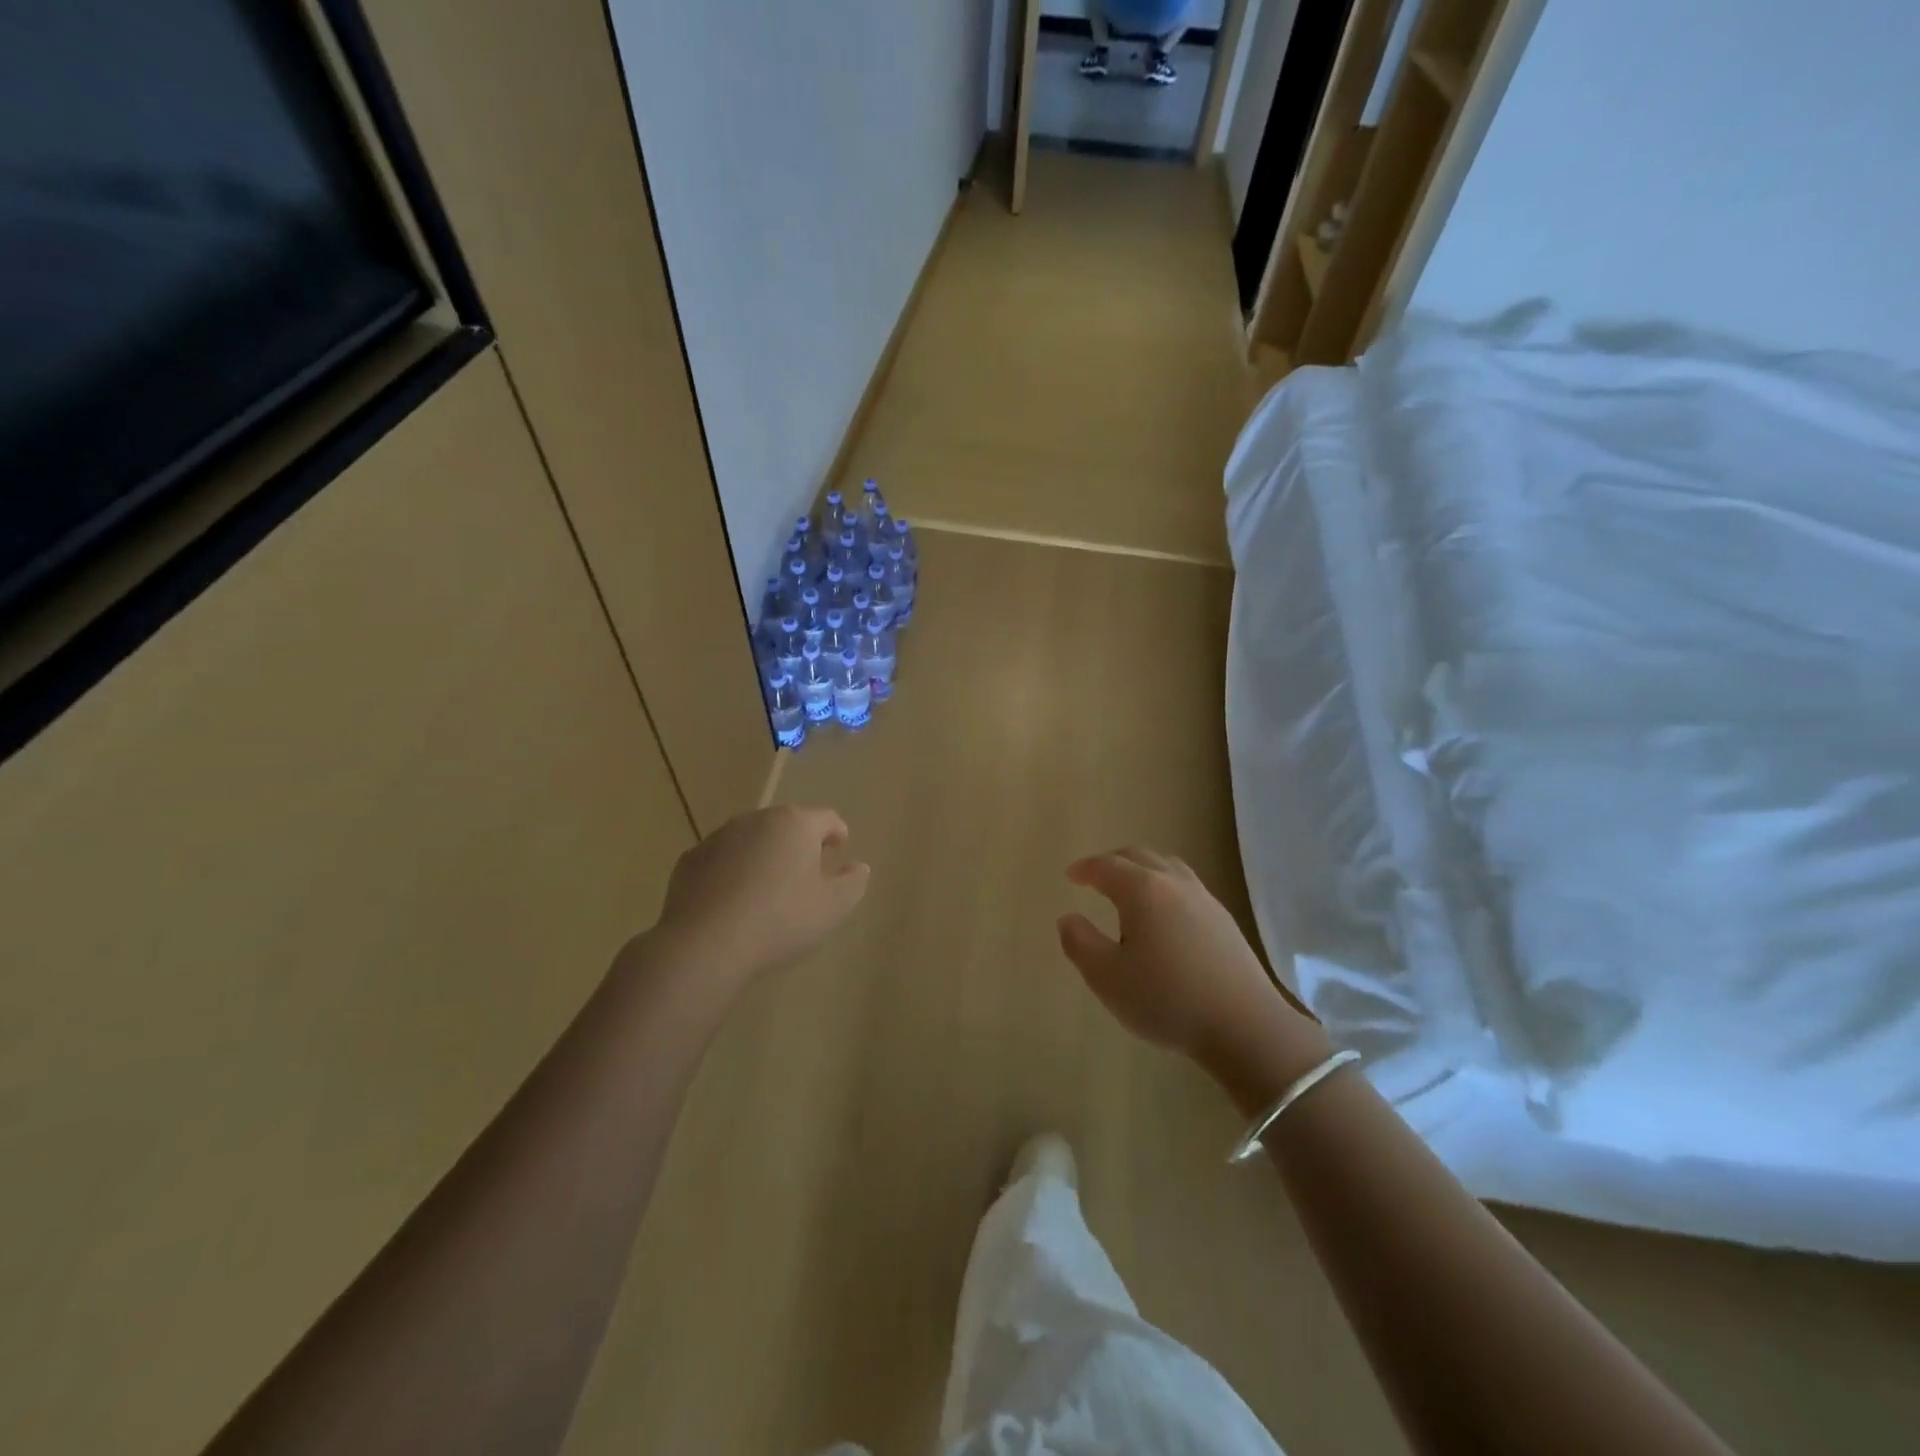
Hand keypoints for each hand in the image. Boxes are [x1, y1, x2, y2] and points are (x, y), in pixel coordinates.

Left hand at [653, 805, 869, 988]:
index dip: (837, 832)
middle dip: (799, 842)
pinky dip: (732, 872)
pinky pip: (721, 860)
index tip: (840, 847)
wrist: (705, 944)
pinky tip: (733, 901)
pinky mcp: (690, 861)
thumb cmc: (780, 920)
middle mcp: (756, 820)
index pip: (826, 818)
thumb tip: (858, 867)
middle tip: (807, 870)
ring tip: (769, 887)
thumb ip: (853, 883)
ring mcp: (718, 838)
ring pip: (751, 840)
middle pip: (786, 824)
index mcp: (795, 824)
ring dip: (763, 855)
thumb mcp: (833, 907)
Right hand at [1057, 849, 1326, 1082]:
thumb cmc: (1167, 1000)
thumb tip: (1068, 918)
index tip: (1071, 875)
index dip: (1086, 868)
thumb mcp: (1107, 978)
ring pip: (1167, 866)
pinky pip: (1186, 885)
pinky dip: (1164, 885)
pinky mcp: (1224, 920)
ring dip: (1142, 869)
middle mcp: (1174, 884)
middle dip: (1112, 861)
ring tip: (1128, 889)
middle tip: (1095, 876)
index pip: (1107, 866)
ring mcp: (1204, 899)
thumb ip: (1080, 944)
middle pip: (1139, 856)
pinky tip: (1164, 915)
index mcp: (1143, 890)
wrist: (1245, 1026)